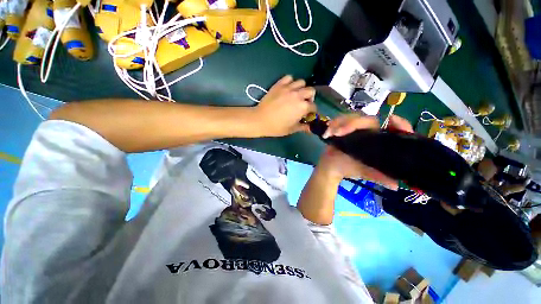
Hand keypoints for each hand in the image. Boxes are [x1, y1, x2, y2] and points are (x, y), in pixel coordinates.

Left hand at [252, 75, 316, 136]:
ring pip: (301, 82)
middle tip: (304, 103)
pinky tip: (288, 88)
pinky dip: (290, 82)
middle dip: (310, 97)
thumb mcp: (292, 129)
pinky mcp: (279, 85)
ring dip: (301, 88)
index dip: (312, 111)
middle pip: (311, 91)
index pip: (313, 107)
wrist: (260, 120)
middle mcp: (298, 95)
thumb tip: (310, 128)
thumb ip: (303, 127)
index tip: (309, 114)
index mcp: (302, 107)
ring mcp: (288, 88)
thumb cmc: (277, 127)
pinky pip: (289, 78)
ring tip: (296, 95)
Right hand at [317, 115, 413, 189]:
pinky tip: (327, 133)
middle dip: (352, 123)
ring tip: (331, 133)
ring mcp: (355, 128)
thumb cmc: (348, 169)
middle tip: (338, 133)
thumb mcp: (364, 173)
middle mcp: (369, 131)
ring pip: (352, 117)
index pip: (392, 127)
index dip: (398, 122)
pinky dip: (333, 125)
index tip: (392, 120)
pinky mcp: (343, 126)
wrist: (331, 167)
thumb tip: (395, 186)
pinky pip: (339, 120)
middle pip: (368, 119)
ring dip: (340, 123)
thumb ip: (378, 177)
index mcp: (377, 140)